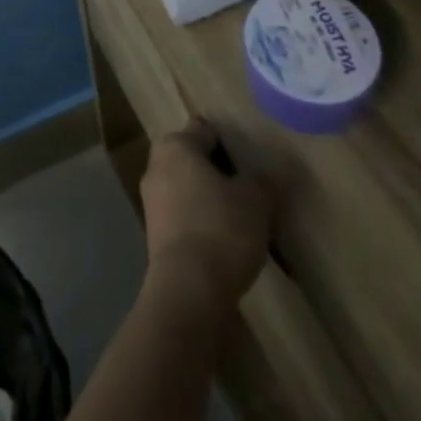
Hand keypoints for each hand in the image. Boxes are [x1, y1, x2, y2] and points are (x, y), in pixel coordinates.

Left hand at [139, 119, 272, 316]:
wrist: (188, 291)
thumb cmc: (221, 229)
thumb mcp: (255, 201)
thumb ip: (262, 182)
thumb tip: (268, 175)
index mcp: (176, 146)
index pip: (204, 129)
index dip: (228, 141)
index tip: (249, 159)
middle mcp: (156, 165)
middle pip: (192, 158)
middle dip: (217, 170)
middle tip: (248, 188)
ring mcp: (152, 201)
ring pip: (187, 188)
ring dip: (209, 198)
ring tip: (242, 218)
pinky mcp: (154, 234)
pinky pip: (183, 216)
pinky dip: (201, 222)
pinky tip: (225, 242)